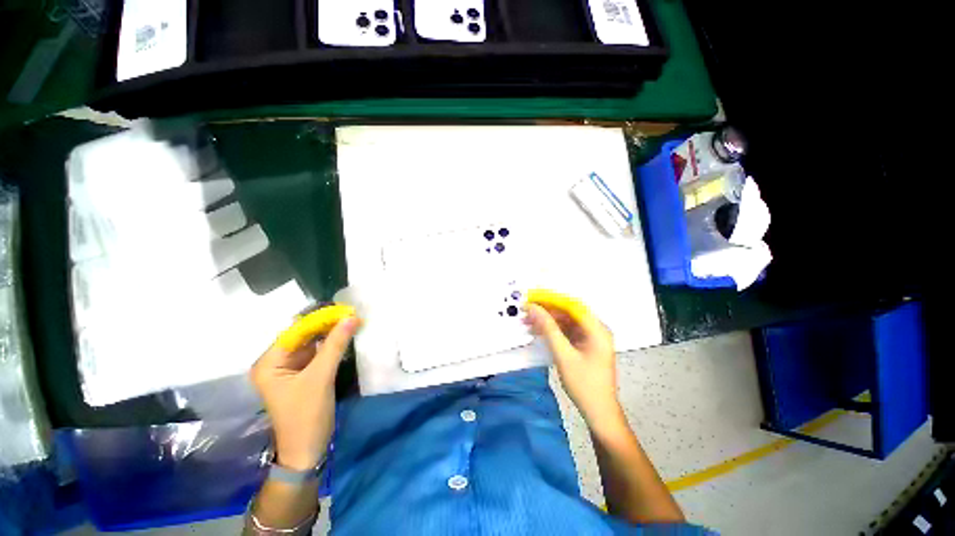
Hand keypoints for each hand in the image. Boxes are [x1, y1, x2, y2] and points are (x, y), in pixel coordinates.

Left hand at [250, 316, 361, 470]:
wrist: (307, 450)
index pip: (296, 331)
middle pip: (304, 336)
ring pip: (312, 343)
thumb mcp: (321, 377)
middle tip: (352, 314)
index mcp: (269, 362)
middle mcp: (276, 362)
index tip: (345, 309)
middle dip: (327, 325)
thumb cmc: (306, 415)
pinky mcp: (303, 375)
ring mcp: (290, 369)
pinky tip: (346, 337)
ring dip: (331, 334)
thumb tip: (352, 317)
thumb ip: (336, 344)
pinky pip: (317, 354)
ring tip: (352, 321)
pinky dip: (331, 346)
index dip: (320, 319)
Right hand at [524, 294, 622, 429]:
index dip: (551, 299)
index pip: (572, 305)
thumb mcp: (563, 355)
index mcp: (597, 329)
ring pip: (566, 321)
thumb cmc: (584, 384)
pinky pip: (567, 331)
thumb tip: (533, 308)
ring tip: (528, 322)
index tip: (532, 298)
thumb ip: (548, 329)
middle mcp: (596, 329)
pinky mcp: (585, 345)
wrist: (599, 413)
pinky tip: (538, 332)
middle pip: (569, 312)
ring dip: (547, 321)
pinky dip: (552, 331)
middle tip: (526, 312)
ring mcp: (591, 338)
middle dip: (547, 311)